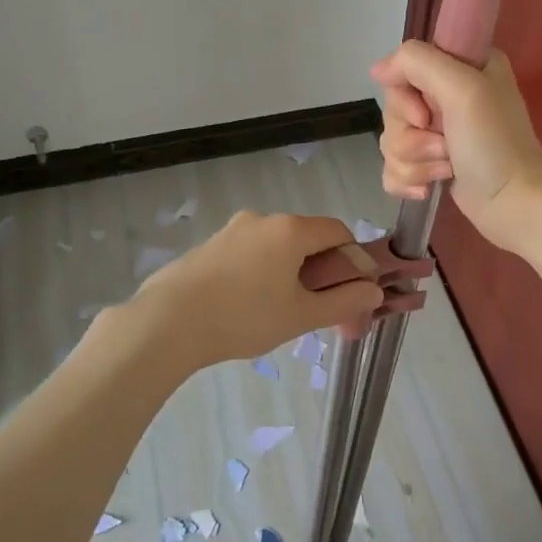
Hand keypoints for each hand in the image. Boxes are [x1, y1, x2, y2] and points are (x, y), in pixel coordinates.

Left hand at [128, 211, 382, 371]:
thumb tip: (373, 292)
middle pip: (307, 239)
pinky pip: (250, 254)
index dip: (353, 260)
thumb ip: (343, 302)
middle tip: (320, 311)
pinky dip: (262, 273)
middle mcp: (262, 219)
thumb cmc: (244, 317)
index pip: (338, 231)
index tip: (352, 293)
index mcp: (290, 229)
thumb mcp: (301, 315)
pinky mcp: (209, 246)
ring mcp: (232, 230)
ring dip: (291, 273)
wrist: (168, 322)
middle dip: (321, 271)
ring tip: (282, 314)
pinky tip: (249, 307)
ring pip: (277, 248)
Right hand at [371, 41, 541, 254]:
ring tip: (446, 169)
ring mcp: (439, 132)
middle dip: (411, 136)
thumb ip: (417, 63)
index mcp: (461, 67)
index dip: (405, 97)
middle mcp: (449, 94)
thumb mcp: (462, 88)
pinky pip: (393, 166)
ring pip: (391, 140)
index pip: (403, 69)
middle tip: (445, 146)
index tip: (424, 115)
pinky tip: (428, 189)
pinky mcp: (431, 164)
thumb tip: (377, 69)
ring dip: (414, 161)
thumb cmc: (494, 143)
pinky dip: (407, 180)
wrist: (515, 203)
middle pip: (393, 109)